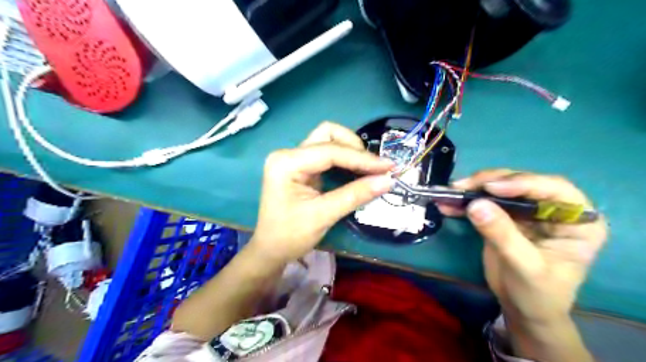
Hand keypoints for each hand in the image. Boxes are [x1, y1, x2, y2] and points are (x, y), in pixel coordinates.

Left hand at [251, 123, 393, 264]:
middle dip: (355, 148)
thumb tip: (388, 180)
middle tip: (376, 168)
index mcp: (286, 163)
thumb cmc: (290, 236)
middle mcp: (288, 154)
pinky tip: (358, 171)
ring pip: (329, 140)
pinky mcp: (301, 166)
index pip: (330, 151)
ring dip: (352, 151)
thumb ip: (355, 195)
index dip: (361, 158)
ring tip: (371, 169)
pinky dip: (346, 160)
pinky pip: (327, 154)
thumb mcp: (323, 215)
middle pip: (328, 135)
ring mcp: (294, 158)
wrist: (271, 250)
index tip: (388, 167)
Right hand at [436, 169, 608, 324]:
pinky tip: (448, 204)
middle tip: (462, 187)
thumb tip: (475, 205)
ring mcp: (527, 211)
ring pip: (499, 188)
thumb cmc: (538, 293)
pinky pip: (484, 202)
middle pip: (521, 183)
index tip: (491, 188)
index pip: (553, 189)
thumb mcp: (524, 266)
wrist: (522, 308)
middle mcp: (553, 209)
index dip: (522, 183)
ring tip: (451, 193)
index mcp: (577, 220)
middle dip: (489, 182)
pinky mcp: (505, 216)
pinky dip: (465, 202)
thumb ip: (503, 235)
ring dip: (473, 189)